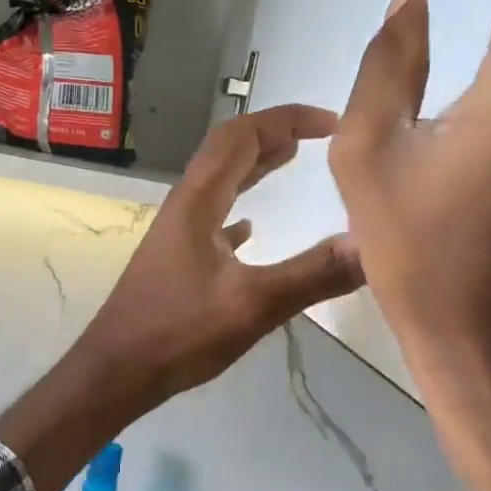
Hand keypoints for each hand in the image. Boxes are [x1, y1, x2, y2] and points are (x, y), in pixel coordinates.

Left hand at [0, 106, 362, 490]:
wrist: (117, 371)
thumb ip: (313, 274)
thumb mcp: (252, 305)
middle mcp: (184, 206)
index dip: (285, 119)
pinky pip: (211, 219)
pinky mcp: (176, 260)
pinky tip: (251, 229)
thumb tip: (373, 243)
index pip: (240, 136)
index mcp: (197, 201)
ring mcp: (177, 234)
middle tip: (318, 137)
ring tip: (292, 161)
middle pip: (227, 152)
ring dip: (254, 167)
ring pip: (219, 184)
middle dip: (271, 135)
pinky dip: (237, 209)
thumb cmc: (178, 333)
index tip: (331, 123)